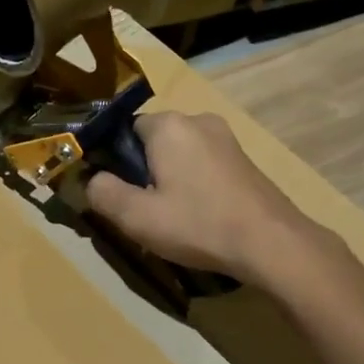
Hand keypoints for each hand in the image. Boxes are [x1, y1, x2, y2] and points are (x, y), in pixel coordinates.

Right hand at [82, 112, 328, 283]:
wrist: (271, 242)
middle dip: (144, 171)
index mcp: (169, 125)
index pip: (125, 130)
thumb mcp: (137, 217)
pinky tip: (200, 216)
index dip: (115, 161)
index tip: (117, 193)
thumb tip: (92, 180)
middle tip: (144, 211)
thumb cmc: (199, 225)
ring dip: (171, 180)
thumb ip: (104, 194)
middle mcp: (199, 120)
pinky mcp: (244, 160)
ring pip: (182, 155)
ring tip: (173, 218)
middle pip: (155, 142)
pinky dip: (196, 185)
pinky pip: (205, 165)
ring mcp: (227, 139)